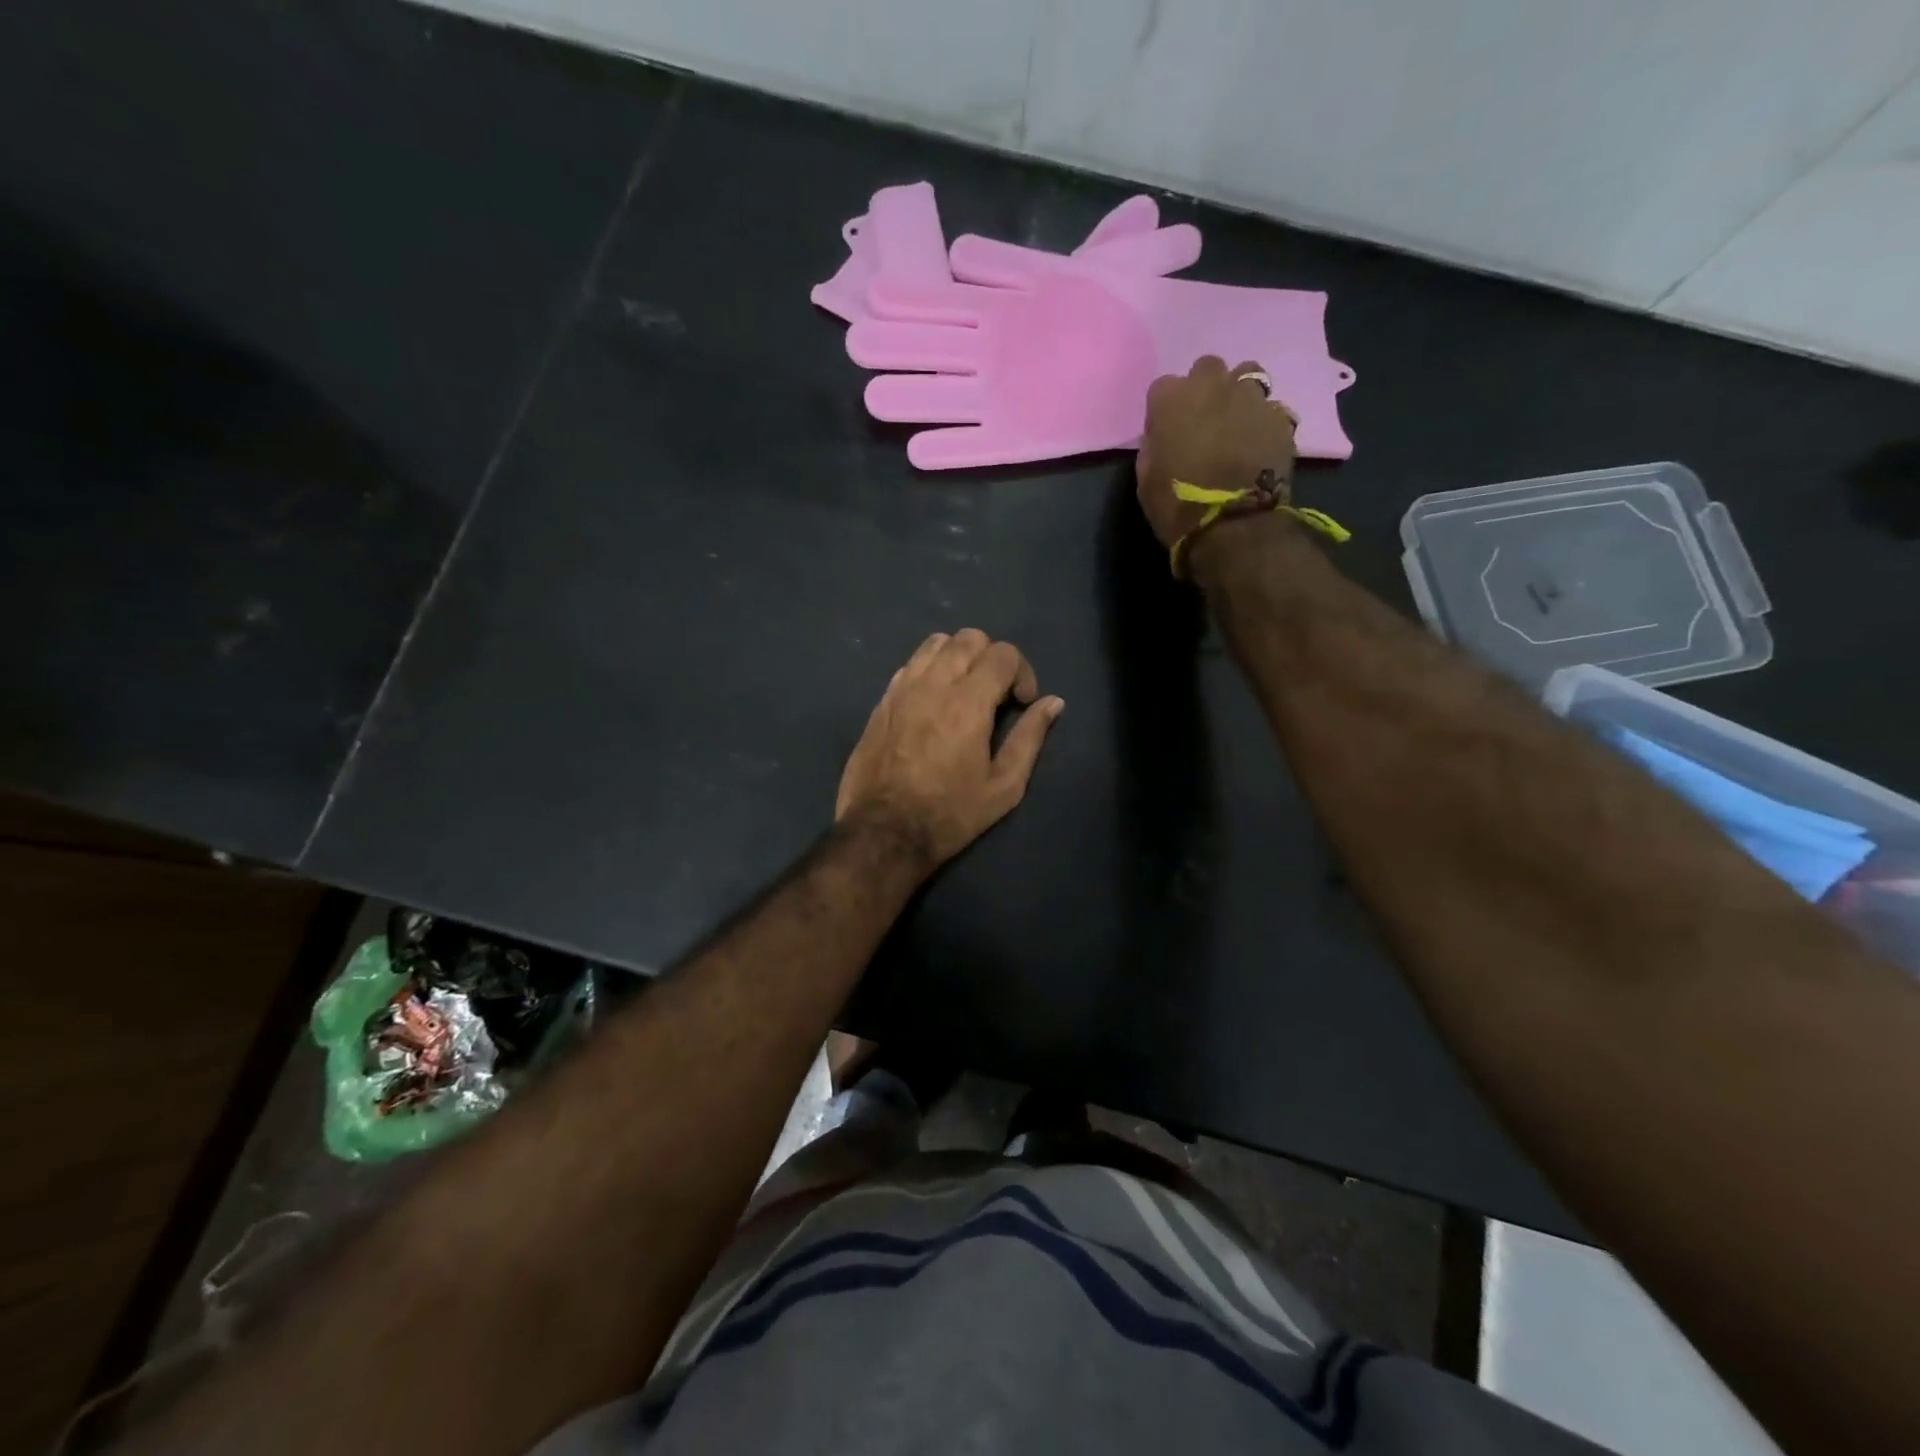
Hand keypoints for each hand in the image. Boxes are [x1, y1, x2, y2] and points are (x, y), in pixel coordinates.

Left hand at [836, 630, 1064, 871]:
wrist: (883, 831)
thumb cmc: (950, 814)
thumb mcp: (1004, 786)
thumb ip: (1030, 738)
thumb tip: (1053, 703)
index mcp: (968, 703)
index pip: (1003, 654)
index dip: (1022, 672)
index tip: (1022, 703)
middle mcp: (933, 684)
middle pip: (969, 638)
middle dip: (992, 658)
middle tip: (996, 694)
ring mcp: (902, 689)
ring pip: (935, 643)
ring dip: (959, 657)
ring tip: (965, 691)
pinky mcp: (882, 701)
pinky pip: (910, 664)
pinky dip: (930, 670)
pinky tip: (934, 702)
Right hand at [1135, 356, 1298, 551]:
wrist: (1232, 525)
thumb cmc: (1176, 505)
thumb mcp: (1146, 478)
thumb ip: (1154, 446)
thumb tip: (1163, 436)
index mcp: (1171, 399)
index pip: (1163, 388)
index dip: (1165, 410)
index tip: (1167, 432)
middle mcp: (1212, 385)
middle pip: (1207, 368)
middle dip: (1205, 389)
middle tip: (1205, 420)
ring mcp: (1250, 397)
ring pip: (1247, 376)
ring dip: (1239, 394)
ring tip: (1238, 423)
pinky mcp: (1279, 417)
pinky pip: (1270, 408)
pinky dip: (1264, 421)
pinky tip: (1259, 443)